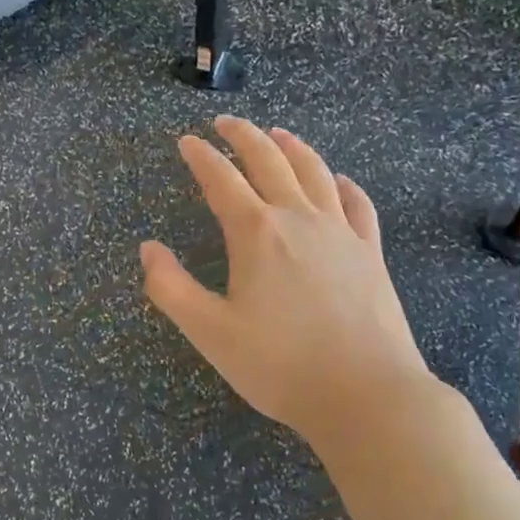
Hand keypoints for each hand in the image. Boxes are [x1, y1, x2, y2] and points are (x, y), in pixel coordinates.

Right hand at [140, 116, 436, 454]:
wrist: (368, 395)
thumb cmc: (280, 365)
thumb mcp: (209, 332)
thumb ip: (171, 287)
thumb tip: (148, 248)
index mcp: (256, 233)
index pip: (221, 179)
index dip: (201, 157)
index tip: (186, 141)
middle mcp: (298, 219)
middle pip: (269, 161)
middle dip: (243, 136)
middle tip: (225, 123)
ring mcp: (341, 233)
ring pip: (315, 173)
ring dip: (293, 148)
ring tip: (278, 134)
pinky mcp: (371, 253)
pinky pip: (358, 205)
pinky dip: (344, 186)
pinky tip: (339, 181)